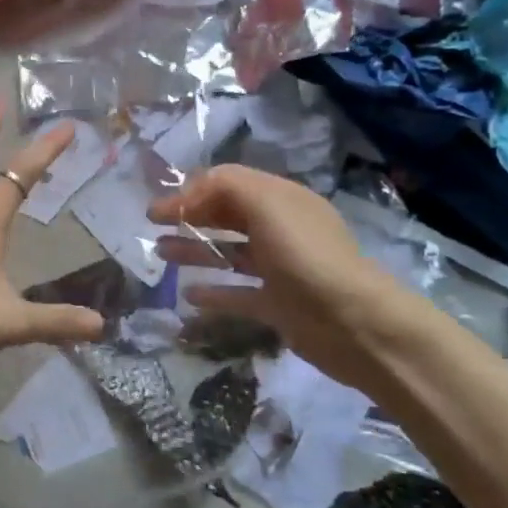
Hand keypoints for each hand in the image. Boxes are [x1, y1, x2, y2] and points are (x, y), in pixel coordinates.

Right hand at [147, 165, 415, 377]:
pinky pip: (238, 294)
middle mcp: (280, 229)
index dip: (191, 191)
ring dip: (195, 251)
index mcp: (280, 199)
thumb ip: (226, 187)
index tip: (159, 209)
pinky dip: (214, 292)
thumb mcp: (266, 205)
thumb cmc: (306, 256)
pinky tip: (188, 295)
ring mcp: (279, 269)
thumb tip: (187, 195)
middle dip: (190, 217)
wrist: (354, 324)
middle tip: (153, 226)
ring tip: (160, 254)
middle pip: (227, 216)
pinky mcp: (278, 306)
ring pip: (229, 253)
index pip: (228, 183)